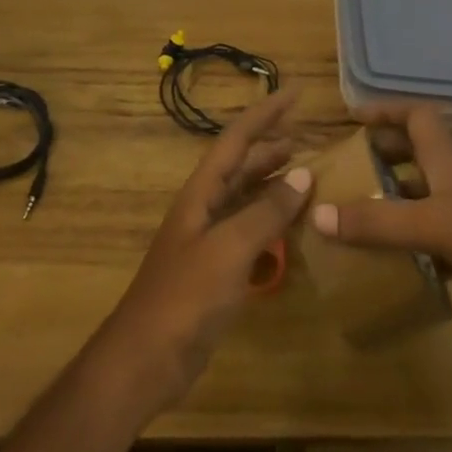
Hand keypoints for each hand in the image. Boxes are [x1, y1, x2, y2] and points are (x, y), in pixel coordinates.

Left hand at [90, 88, 312, 412]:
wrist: (146, 358)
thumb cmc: (185, 297)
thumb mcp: (229, 249)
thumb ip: (266, 212)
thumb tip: (304, 174)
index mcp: (201, 192)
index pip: (237, 139)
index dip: (265, 113)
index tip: (295, 92)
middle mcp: (204, 207)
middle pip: (240, 164)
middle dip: (269, 144)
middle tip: (305, 133)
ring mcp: (208, 239)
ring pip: (245, 196)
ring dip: (272, 181)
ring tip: (304, 171)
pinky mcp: (216, 270)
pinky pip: (249, 231)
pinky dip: (271, 221)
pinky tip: (290, 228)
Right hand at [309, 102, 451, 289]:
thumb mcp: (430, 224)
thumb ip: (376, 221)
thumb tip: (318, 215)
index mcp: (446, 156)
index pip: (414, 115)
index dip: (385, 111)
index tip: (355, 118)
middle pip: (418, 152)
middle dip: (386, 156)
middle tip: (353, 171)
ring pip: (431, 192)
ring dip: (402, 199)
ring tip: (369, 216)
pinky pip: (446, 228)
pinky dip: (424, 238)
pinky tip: (408, 261)